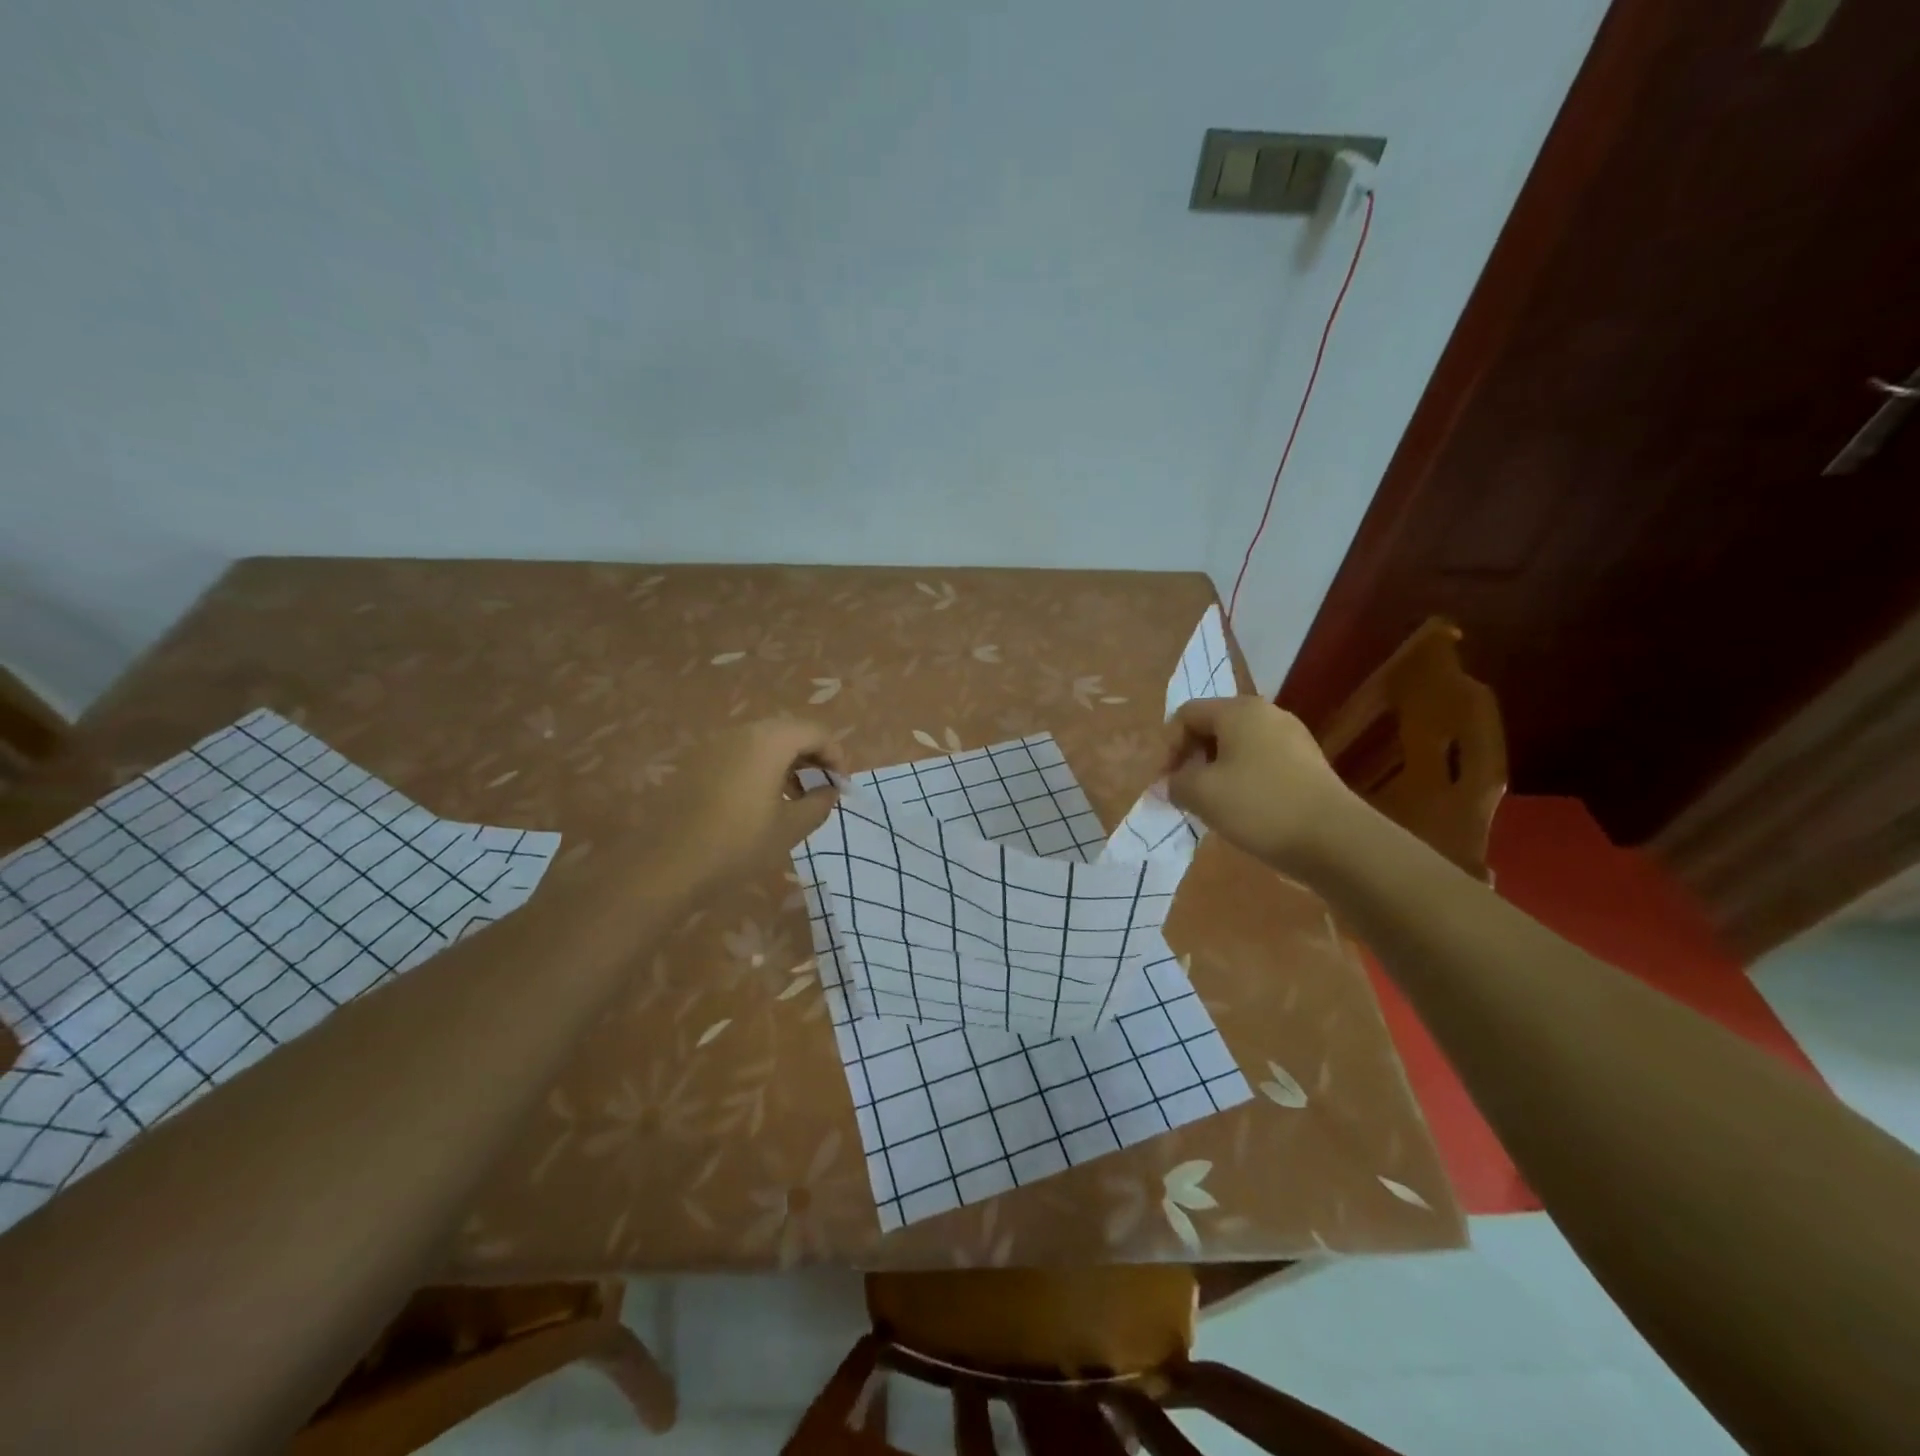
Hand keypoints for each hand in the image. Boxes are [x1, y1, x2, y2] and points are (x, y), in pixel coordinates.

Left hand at [636, 718, 844, 897]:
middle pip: (789, 731)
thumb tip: (830, 790)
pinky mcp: (696, 762)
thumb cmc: (738, 844)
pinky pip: (740, 753)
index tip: (842, 787)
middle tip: (823, 788)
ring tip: (796, 797)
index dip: (837, 756)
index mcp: (769, 741)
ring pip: (763, 741)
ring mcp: (714, 745)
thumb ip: (819, 803)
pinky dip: (761, 767)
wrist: (666, 866)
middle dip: (812, 756)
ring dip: (787, 762)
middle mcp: (741, 732)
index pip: (816, 732)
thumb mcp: (790, 828)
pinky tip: (761, 800)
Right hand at [1161, 696, 1358, 874]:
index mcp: (1238, 710)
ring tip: (1210, 804)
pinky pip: (1260, 762)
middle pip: (1213, 727)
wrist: (1334, 839)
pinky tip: (1242, 810)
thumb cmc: (1259, 806)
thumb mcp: (1201, 794)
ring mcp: (1292, 737)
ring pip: (1237, 747)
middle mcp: (1267, 714)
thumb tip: (1169, 784)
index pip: (1186, 714)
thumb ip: (1175, 783)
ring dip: (1215, 771)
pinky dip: (1242, 780)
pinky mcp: (1307, 764)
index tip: (1164, 782)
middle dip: (1191, 758)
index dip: (1168, 746)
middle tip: (1183, 792)